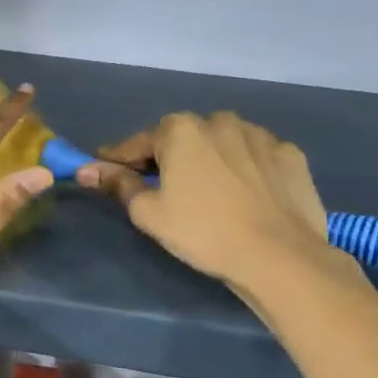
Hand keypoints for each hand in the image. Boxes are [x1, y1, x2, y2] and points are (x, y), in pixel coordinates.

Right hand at [77, 112, 341, 299]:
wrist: (280, 256)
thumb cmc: (203, 232)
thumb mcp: (149, 213)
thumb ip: (118, 184)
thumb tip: (87, 169)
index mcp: (180, 129)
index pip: (138, 142)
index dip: (120, 159)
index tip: (108, 171)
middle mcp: (219, 120)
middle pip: (182, 138)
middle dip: (169, 158)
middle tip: (163, 188)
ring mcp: (260, 135)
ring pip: (222, 143)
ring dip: (210, 159)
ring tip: (209, 192)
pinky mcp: (290, 154)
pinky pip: (256, 156)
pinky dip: (246, 169)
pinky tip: (246, 194)